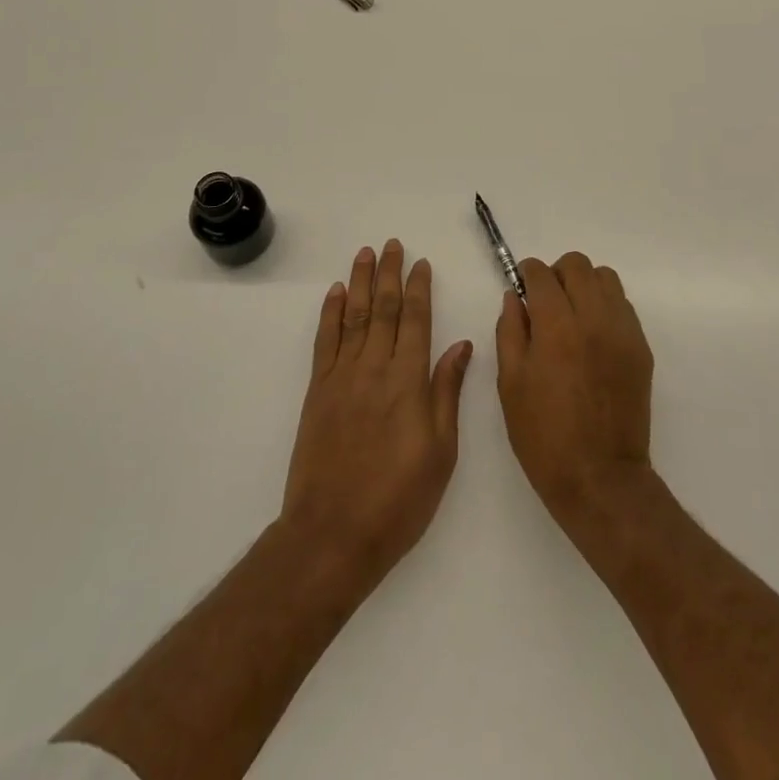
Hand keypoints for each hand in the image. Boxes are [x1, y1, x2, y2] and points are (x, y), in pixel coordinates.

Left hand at [280, 240, 472, 592]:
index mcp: (409, 382)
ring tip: (365, 254)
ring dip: (359, 282)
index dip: (419, 288)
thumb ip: (447, 392)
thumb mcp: (441, 452)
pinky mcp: (318, 392)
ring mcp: (342, 377)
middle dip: (389, 274)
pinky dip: (330, 314)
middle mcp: (375, 368)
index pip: (416, 320)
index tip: (421, 263)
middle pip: (382, 309)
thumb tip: (461, 345)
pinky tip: (335, 294)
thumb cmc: (398, 499)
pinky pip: (325, 341)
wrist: (333, 534)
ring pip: (353, 316)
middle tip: (392, 244)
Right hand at [496, 252, 654, 530]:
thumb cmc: (544, 435)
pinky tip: (592, 336)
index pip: (542, 274)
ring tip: (572, 314)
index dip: (528, 273)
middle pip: (578, 265)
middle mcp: (594, 319)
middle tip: (545, 300)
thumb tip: (515, 297)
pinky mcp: (641, 348)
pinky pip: (623, 306)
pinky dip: (605, 306)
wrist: (600, 477)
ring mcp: (623, 331)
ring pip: (606, 278)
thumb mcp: (511, 384)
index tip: (522, 284)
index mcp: (557, 327)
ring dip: (585, 285)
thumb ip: (510, 331)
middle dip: (557, 273)